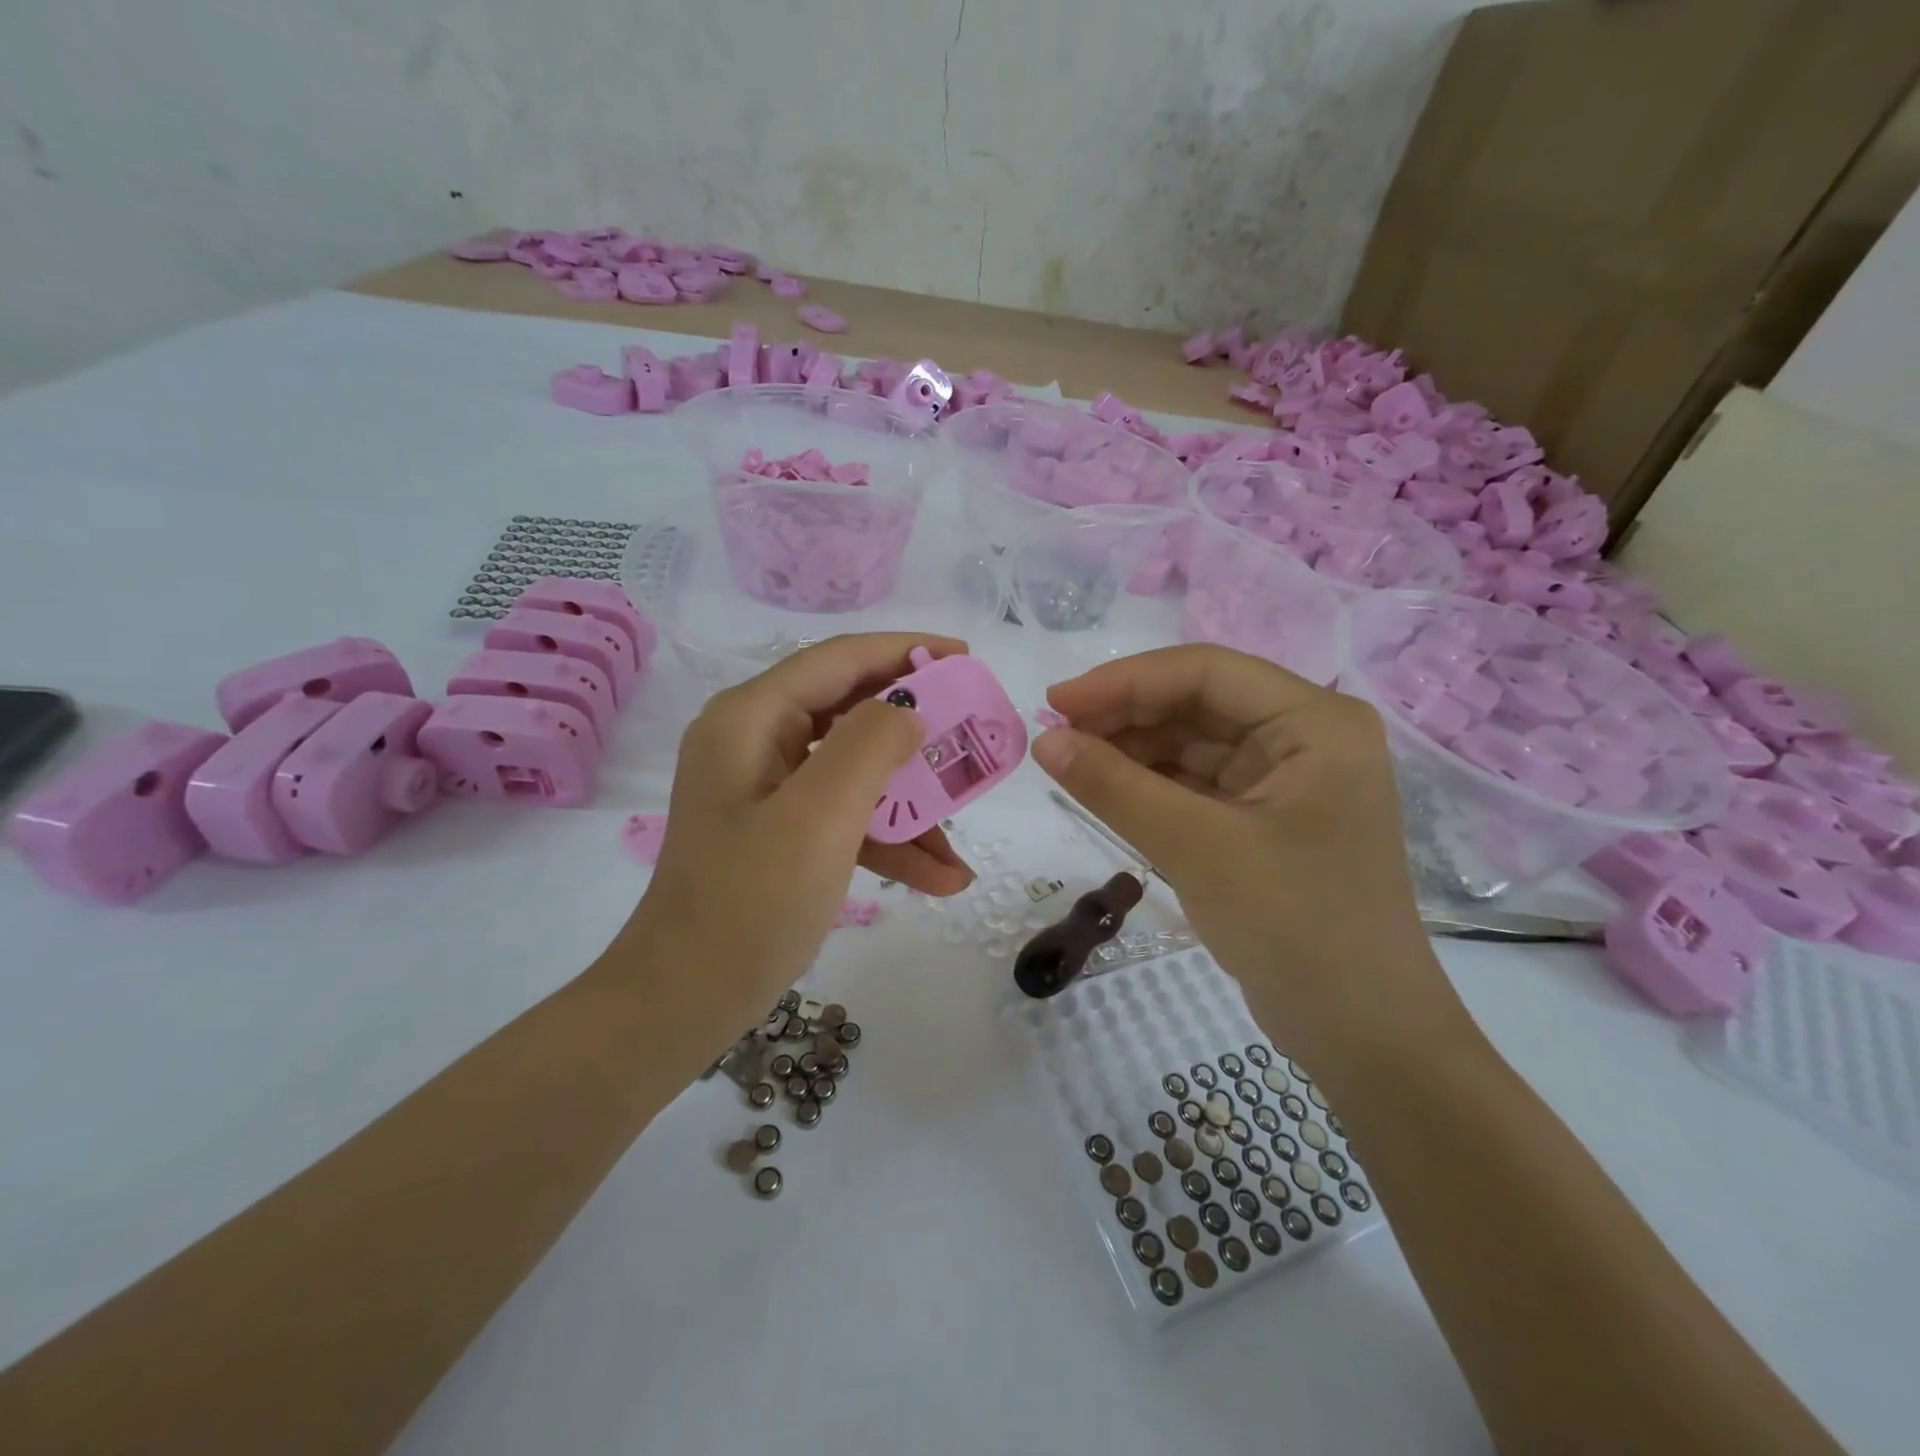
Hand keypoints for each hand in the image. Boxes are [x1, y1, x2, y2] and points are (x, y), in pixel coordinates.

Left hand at [621, 634, 974, 1035]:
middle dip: (916, 728)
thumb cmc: (749, 903)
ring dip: (910, 800)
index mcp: (751, 718)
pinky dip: (888, 838)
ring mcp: (767, 789)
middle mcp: (755, 741)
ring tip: (964, 831)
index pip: (838, 659)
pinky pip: (843, 815)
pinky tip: (941, 876)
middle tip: (973, 734)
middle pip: (850, 711)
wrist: (684, 1001)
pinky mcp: (780, 831)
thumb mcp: (820, 817)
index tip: (966, 658)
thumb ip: (870, 745)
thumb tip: (908, 710)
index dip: (905, 651)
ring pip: (854, 770)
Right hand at [1034, 645, 1467, 1060]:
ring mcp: (1288, 777)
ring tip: (1070, 763)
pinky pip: (1197, 781)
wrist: (1361, 1034)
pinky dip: (1150, 783)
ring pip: (1193, 741)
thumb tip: (1043, 741)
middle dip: (1125, 715)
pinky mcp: (1266, 816)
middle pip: (1198, 702)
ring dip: (1132, 748)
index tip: (1055, 704)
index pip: (1205, 672)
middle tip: (1054, 736)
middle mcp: (1306, 735)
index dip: (1123, 681)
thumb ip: (1115, 788)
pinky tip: (1106, 789)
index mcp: (1315, 722)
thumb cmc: (1296, 928)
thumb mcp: (1196, 848)